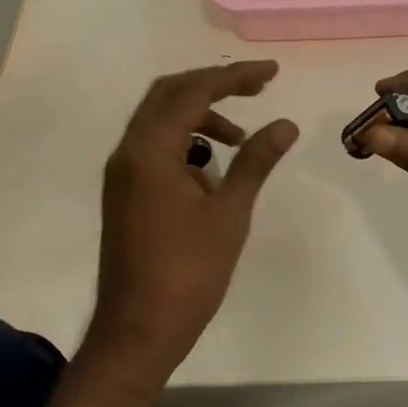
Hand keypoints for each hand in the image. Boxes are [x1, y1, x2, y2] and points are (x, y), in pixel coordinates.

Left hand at [87, 61, 298, 381]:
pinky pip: (155, 145)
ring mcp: (122, 172)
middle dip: (214, 84)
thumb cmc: (187, 273)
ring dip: (200, 115)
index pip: (194, 92)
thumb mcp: (230, 213)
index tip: (271, 73)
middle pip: (169, 93)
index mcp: (150, 150)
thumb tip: (285, 124)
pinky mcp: (125, 191)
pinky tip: (212, 168)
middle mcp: (129, 151)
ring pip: (160, 119)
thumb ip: (255, 161)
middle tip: (256, 88)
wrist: (137, 332)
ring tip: (240, 138)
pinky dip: (186, 141)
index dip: (234, 76)